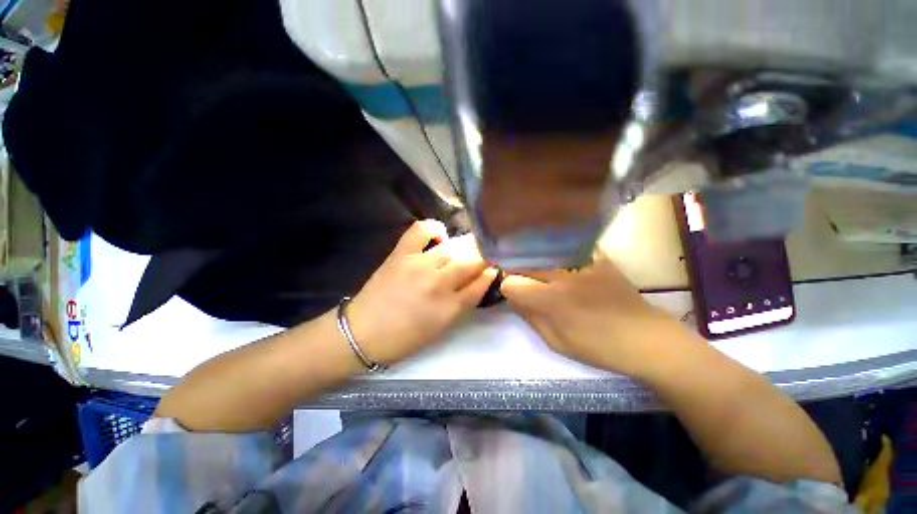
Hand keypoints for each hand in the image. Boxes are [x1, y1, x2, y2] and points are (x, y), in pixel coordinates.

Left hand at [347, 220, 497, 365]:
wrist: (362, 333)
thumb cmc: (404, 338)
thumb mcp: (441, 329)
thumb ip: (462, 305)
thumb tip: (477, 282)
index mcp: (450, 308)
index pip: (481, 284)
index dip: (491, 274)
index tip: (494, 268)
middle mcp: (439, 284)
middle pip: (471, 263)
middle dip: (483, 257)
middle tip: (483, 256)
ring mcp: (419, 265)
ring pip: (453, 248)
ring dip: (464, 246)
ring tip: (464, 247)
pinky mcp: (401, 254)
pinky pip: (422, 230)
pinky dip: (434, 229)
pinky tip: (438, 237)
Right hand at [500, 252, 692, 376]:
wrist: (646, 338)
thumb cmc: (598, 347)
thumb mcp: (556, 342)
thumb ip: (530, 317)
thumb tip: (513, 298)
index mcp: (549, 299)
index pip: (511, 283)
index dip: (508, 289)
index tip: (514, 294)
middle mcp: (560, 275)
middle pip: (524, 264)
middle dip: (518, 273)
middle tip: (525, 282)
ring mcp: (580, 262)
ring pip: (542, 252)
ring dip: (535, 261)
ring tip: (540, 271)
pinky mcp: (596, 257)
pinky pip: (567, 246)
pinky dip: (557, 251)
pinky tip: (560, 259)